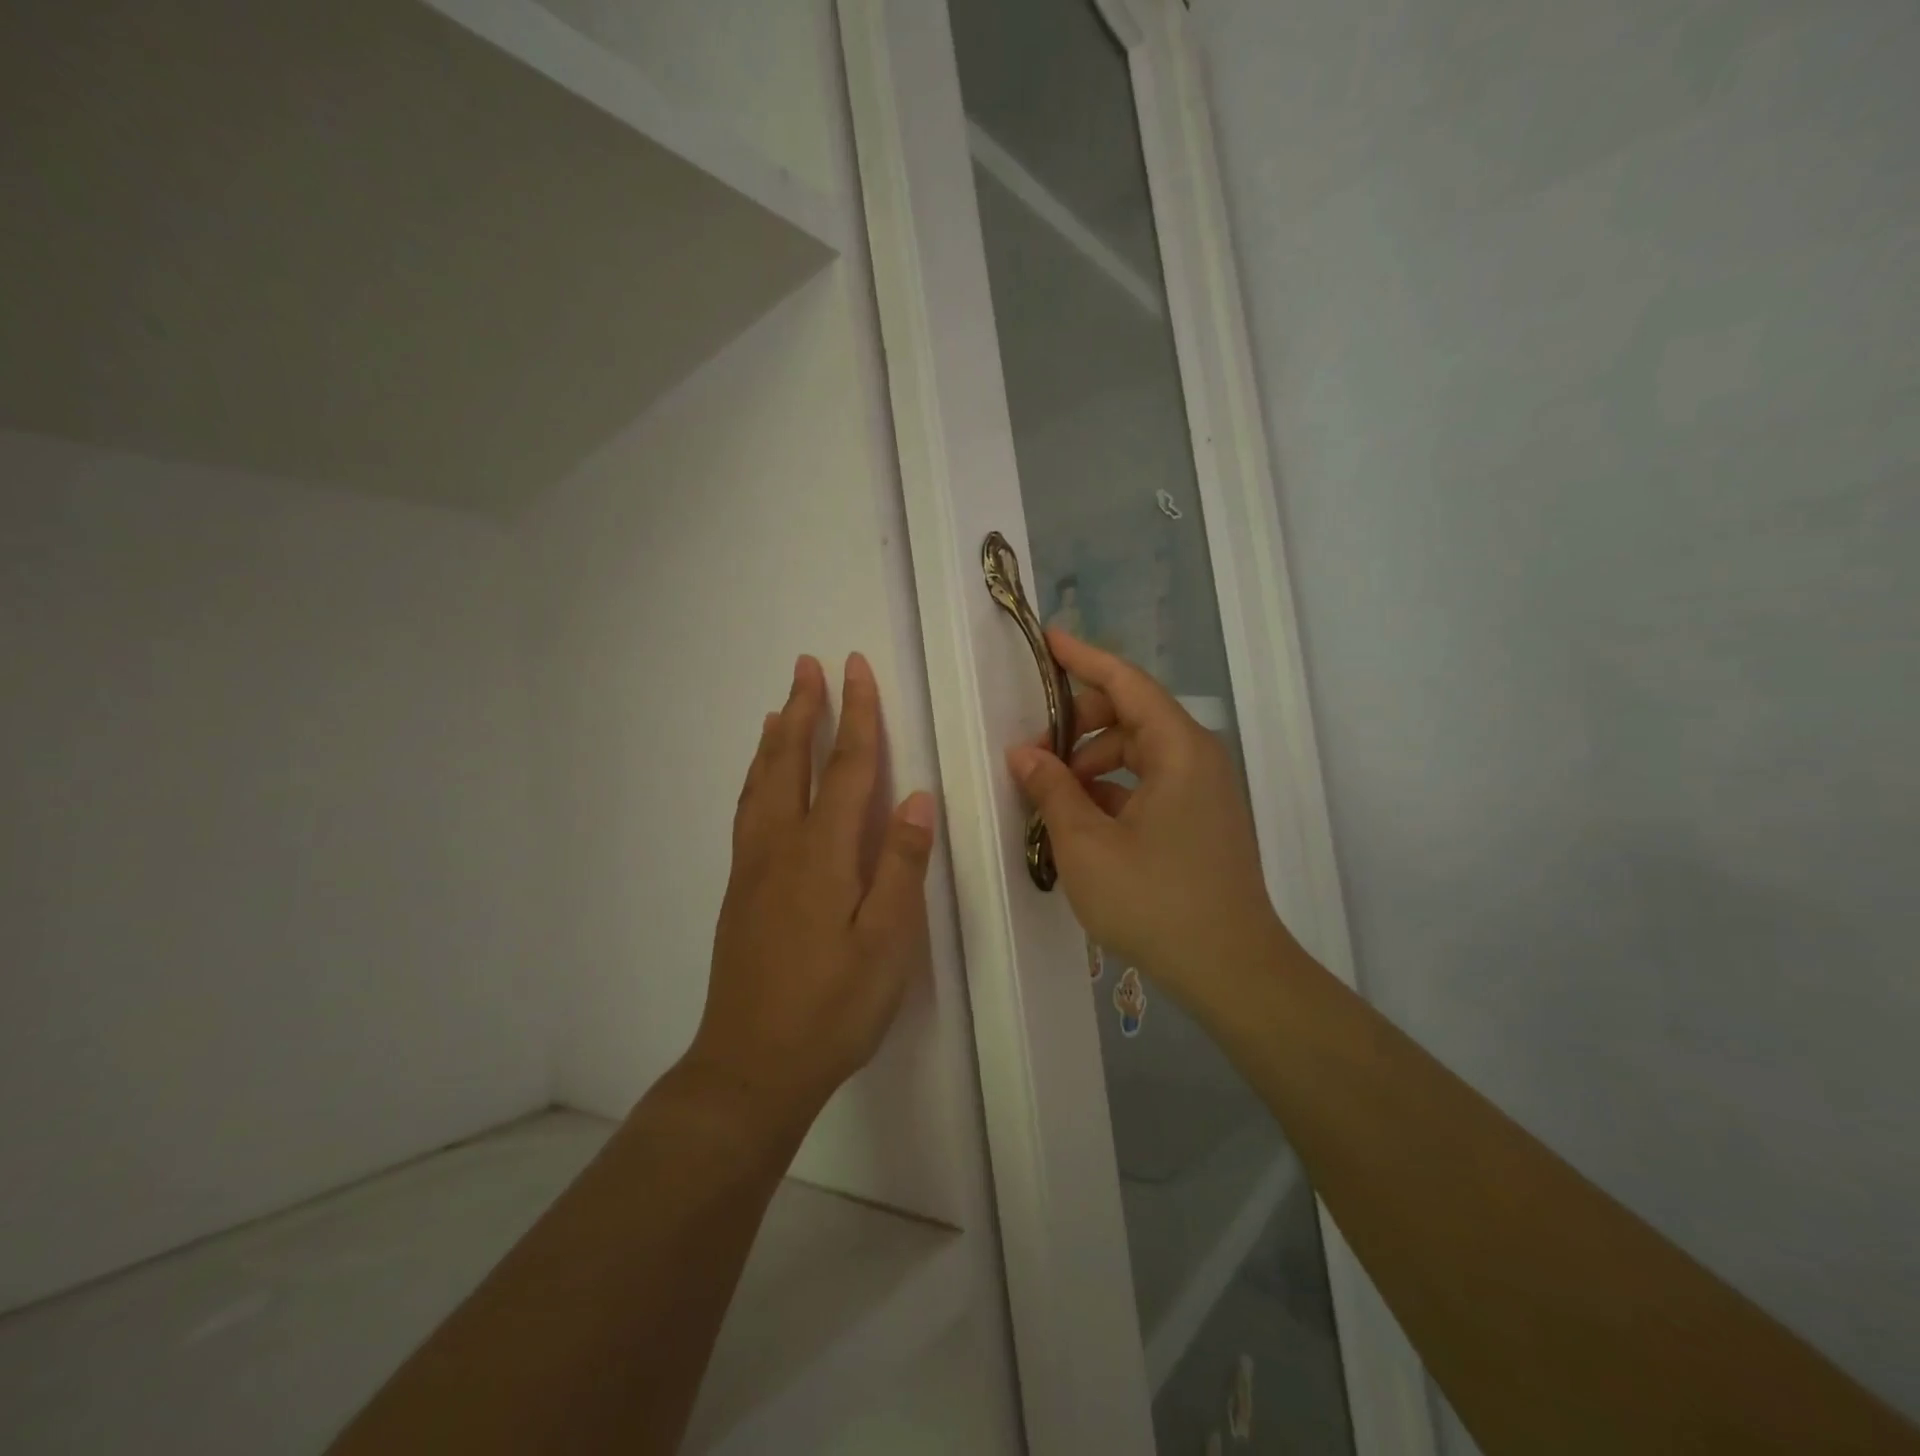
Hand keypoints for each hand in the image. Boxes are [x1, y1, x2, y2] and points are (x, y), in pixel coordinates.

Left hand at [688, 653, 935, 1125]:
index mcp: (823, 854)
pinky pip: (747, 812)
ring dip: (775, 738)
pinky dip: (755, 778)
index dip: (856, 715)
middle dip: (804, 709)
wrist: (752, 1066)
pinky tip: (760, 781)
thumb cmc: (833, 1006)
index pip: (847, 768)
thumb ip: (902, 866)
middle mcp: (781, 846)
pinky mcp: (740, 890)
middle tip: (807, 665)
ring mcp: (753, 867)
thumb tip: (918, 798)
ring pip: (761, 783)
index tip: (855, 669)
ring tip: (782, 707)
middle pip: (792, 762)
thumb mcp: (888, 943)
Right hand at [1006, 631, 1283, 1003]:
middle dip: (1078, 725)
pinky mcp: (1202, 820)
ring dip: (1092, 762)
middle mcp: (1198, 758)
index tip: (1047, 640)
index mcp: (1178, 749)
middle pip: (1131, 716)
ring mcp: (1204, 791)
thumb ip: (1052, 789)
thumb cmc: (1155, 901)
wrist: (1232, 970)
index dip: (1084, 658)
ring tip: (1052, 795)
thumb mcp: (1086, 844)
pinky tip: (1082, 820)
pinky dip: (1113, 789)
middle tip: (1034, 754)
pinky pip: (1151, 784)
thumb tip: (1024, 754)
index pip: (1126, 682)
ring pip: (1139, 753)